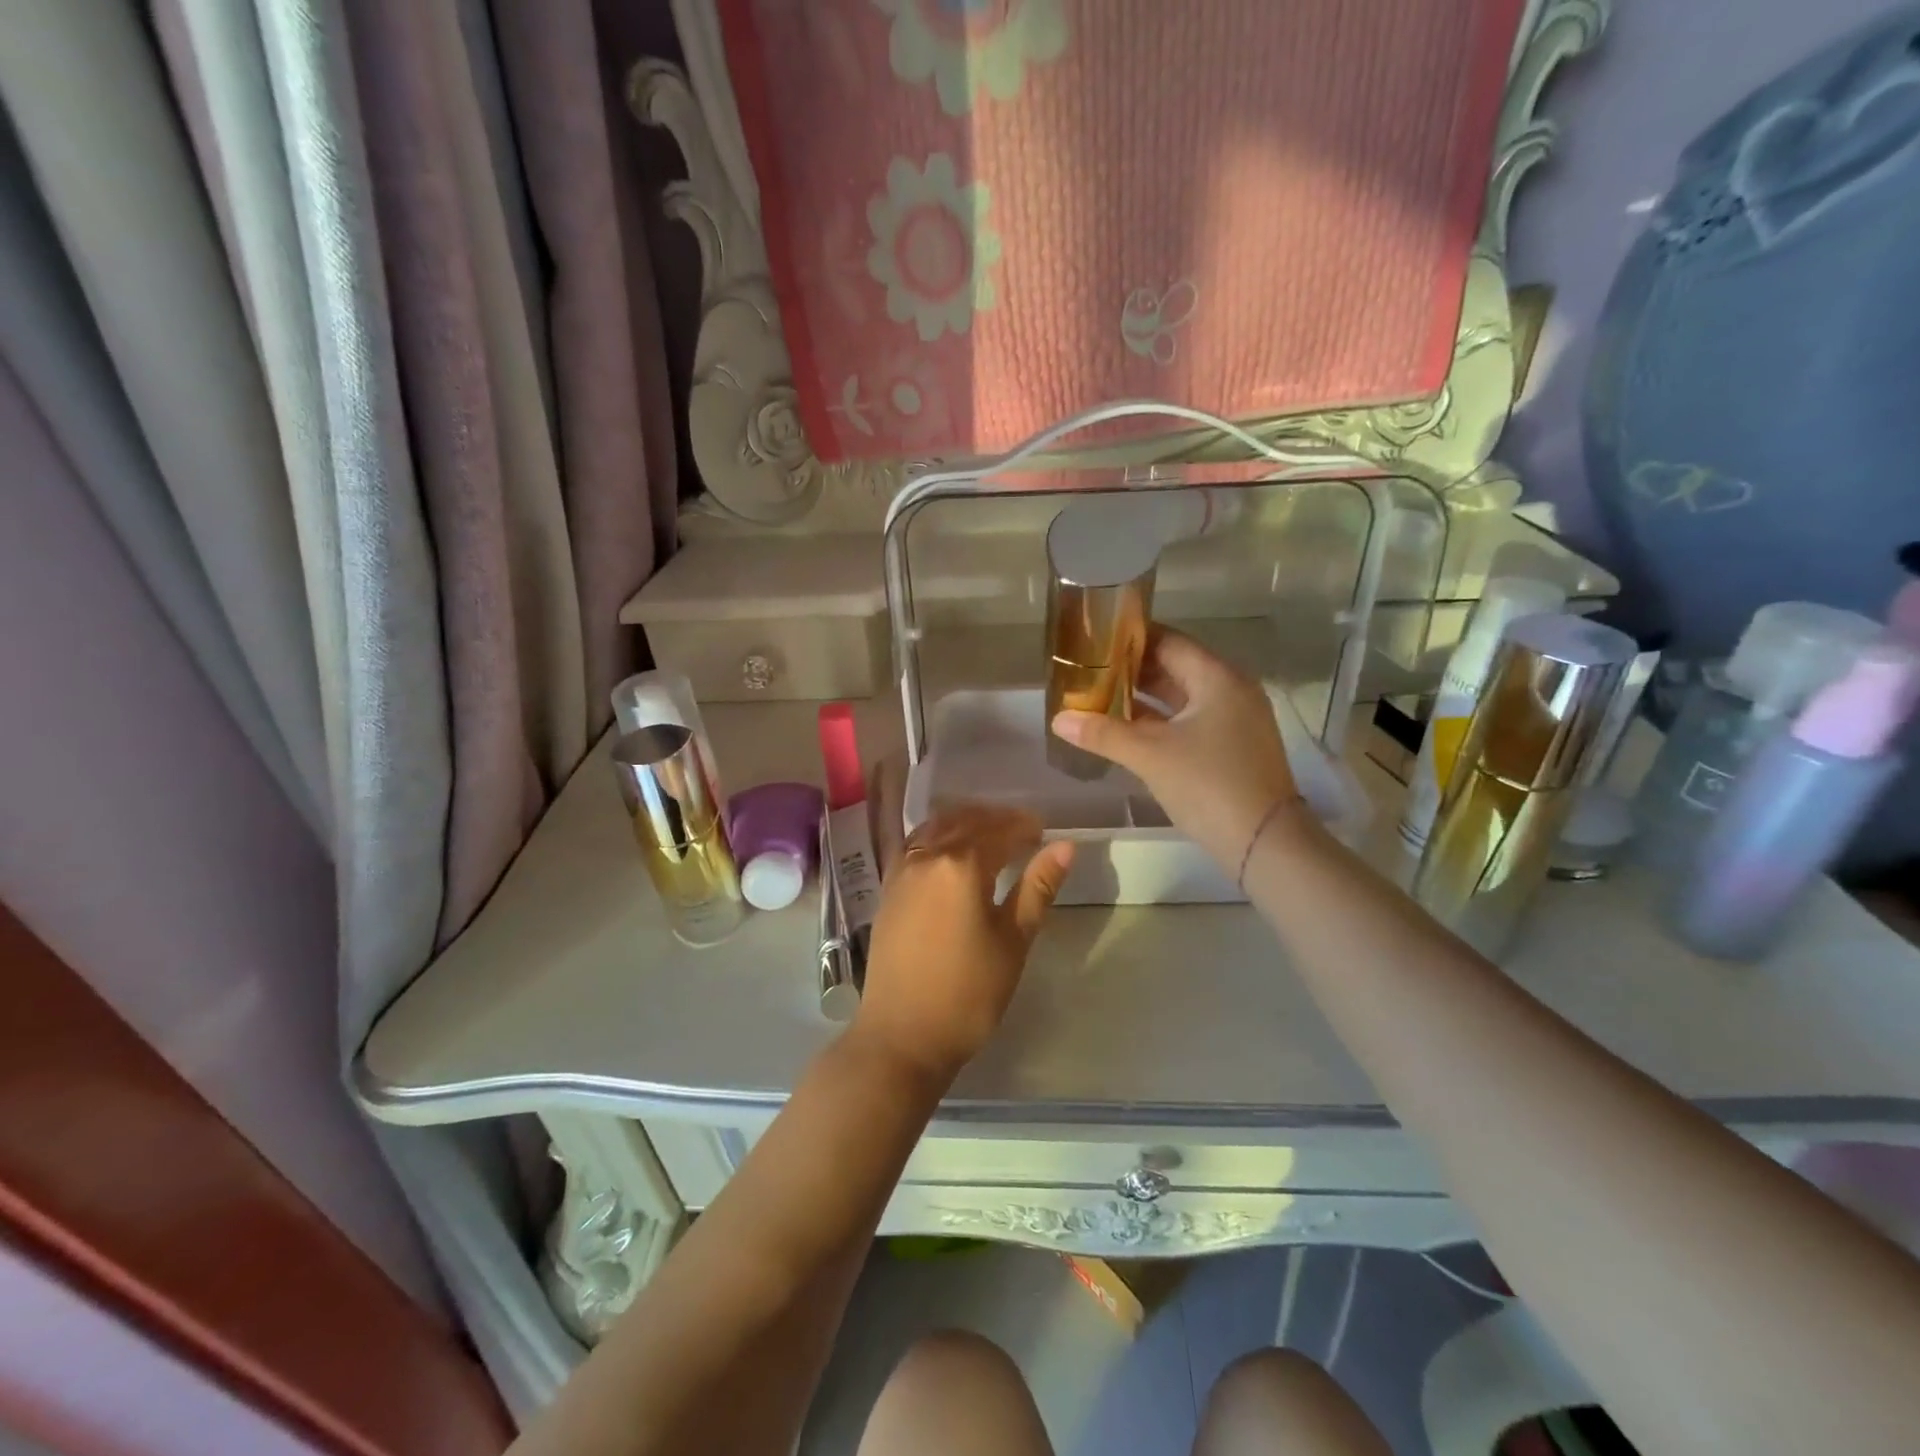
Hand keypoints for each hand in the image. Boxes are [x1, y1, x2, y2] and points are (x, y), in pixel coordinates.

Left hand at [855, 805, 1075, 1084]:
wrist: (902, 1036)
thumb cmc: (967, 994)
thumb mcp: (1013, 942)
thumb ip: (1037, 888)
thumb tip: (1064, 847)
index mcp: (961, 866)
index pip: (999, 831)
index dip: (1024, 827)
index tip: (1044, 831)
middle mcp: (927, 856)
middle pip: (965, 821)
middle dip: (996, 819)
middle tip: (1023, 830)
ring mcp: (901, 870)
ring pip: (936, 828)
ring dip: (965, 822)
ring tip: (990, 835)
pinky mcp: (888, 888)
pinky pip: (916, 844)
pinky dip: (938, 836)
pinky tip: (951, 852)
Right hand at [1052, 628, 1312, 873]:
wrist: (1265, 843)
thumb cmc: (1208, 784)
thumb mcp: (1150, 756)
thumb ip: (1103, 733)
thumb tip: (1058, 719)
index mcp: (1217, 677)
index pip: (1167, 641)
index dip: (1129, 638)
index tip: (1093, 639)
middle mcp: (1230, 689)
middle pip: (1174, 667)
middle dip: (1131, 670)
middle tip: (1088, 670)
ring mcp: (1234, 719)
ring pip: (1180, 696)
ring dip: (1143, 697)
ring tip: (1098, 697)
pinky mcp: (1232, 745)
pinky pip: (1189, 720)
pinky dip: (1159, 721)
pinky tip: (1126, 729)